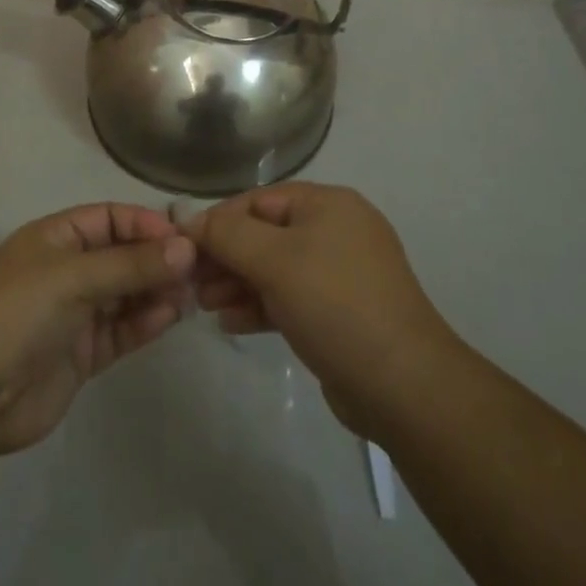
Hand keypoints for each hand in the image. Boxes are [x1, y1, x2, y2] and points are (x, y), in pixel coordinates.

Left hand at [0, 204, 195, 454]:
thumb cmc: (18, 313)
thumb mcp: (74, 277)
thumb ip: (131, 264)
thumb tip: (187, 249)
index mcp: (54, 238)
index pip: (109, 218)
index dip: (144, 225)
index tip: (183, 239)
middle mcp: (66, 271)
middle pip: (121, 256)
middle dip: (157, 260)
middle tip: (199, 270)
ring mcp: (74, 313)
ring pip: (126, 294)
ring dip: (156, 291)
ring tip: (190, 295)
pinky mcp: (82, 353)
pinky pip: (122, 329)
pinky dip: (145, 322)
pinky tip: (170, 317)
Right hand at [188, 183, 455, 438]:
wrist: (402, 385)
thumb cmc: (335, 304)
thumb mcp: (275, 260)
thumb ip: (228, 235)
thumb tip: (191, 220)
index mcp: (327, 205)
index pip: (259, 200)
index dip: (219, 221)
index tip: (183, 248)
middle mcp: (335, 230)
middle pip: (265, 233)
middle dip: (226, 256)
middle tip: (190, 283)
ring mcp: (340, 274)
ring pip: (275, 268)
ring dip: (238, 283)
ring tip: (203, 305)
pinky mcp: (339, 313)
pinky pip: (290, 298)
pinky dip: (260, 305)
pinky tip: (230, 322)